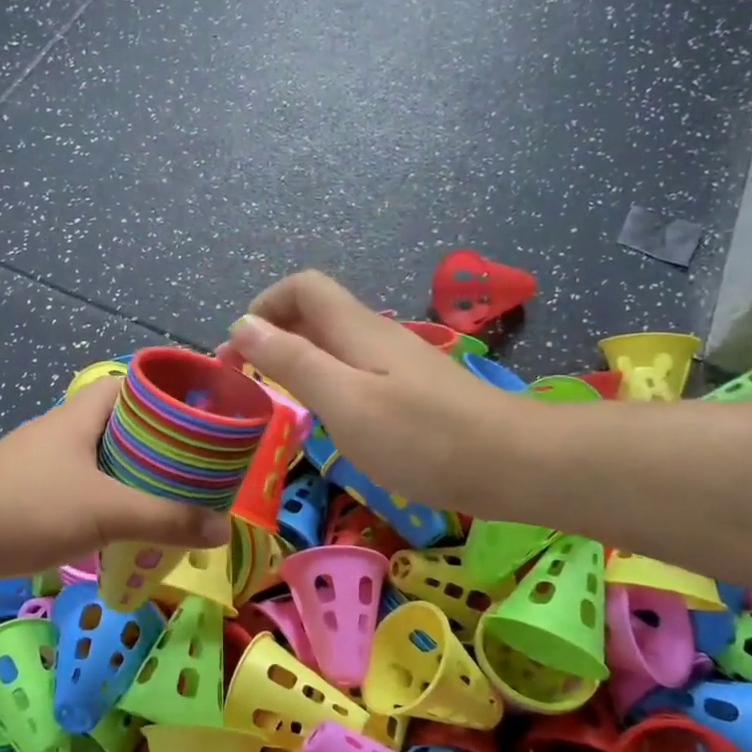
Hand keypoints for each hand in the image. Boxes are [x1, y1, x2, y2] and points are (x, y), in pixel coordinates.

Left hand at [0, 378, 231, 583]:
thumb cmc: (25, 507)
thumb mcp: (104, 510)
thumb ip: (164, 519)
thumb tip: (220, 528)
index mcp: (83, 415)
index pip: (135, 385)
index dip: (171, 394)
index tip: (207, 417)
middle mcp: (68, 433)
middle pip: (127, 427)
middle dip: (164, 446)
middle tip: (203, 470)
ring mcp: (49, 465)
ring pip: (107, 463)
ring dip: (139, 479)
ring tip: (180, 502)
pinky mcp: (36, 497)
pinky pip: (88, 493)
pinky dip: (113, 506)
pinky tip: (132, 531)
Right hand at [224, 271, 525, 517]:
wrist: (513, 464)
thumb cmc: (422, 437)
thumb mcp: (344, 400)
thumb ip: (292, 361)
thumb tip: (242, 324)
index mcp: (355, 329)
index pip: (301, 287)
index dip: (263, 306)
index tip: (238, 352)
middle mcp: (374, 335)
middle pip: (313, 314)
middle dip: (272, 336)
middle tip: (246, 383)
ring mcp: (396, 362)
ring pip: (333, 344)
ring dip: (296, 361)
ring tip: (277, 401)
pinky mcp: (411, 390)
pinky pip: (353, 371)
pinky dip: (325, 383)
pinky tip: (327, 419)